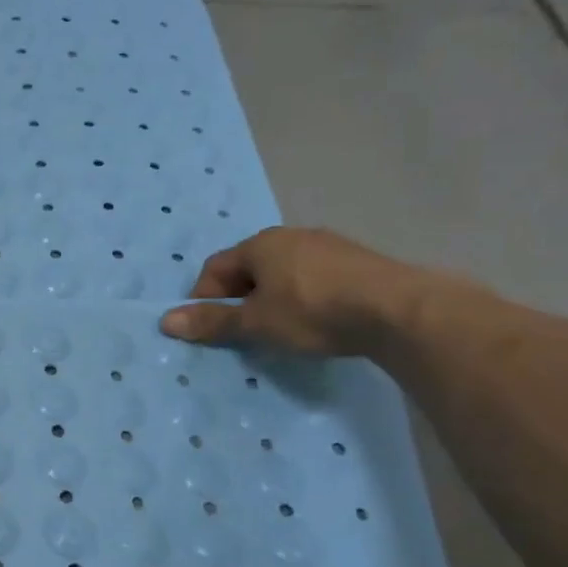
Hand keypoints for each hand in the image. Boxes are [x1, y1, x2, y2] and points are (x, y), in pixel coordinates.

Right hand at [159, 226, 431, 355]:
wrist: (402, 311)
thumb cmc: (314, 312)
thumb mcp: (255, 322)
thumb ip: (212, 321)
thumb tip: (165, 320)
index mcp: (260, 244)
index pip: (215, 268)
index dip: (205, 298)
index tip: (210, 327)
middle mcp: (292, 236)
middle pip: (249, 268)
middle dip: (239, 299)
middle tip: (243, 330)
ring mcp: (329, 246)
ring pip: (284, 273)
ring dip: (272, 299)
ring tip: (280, 329)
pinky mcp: (360, 262)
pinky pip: (315, 278)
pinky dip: (305, 298)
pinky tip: (317, 321)